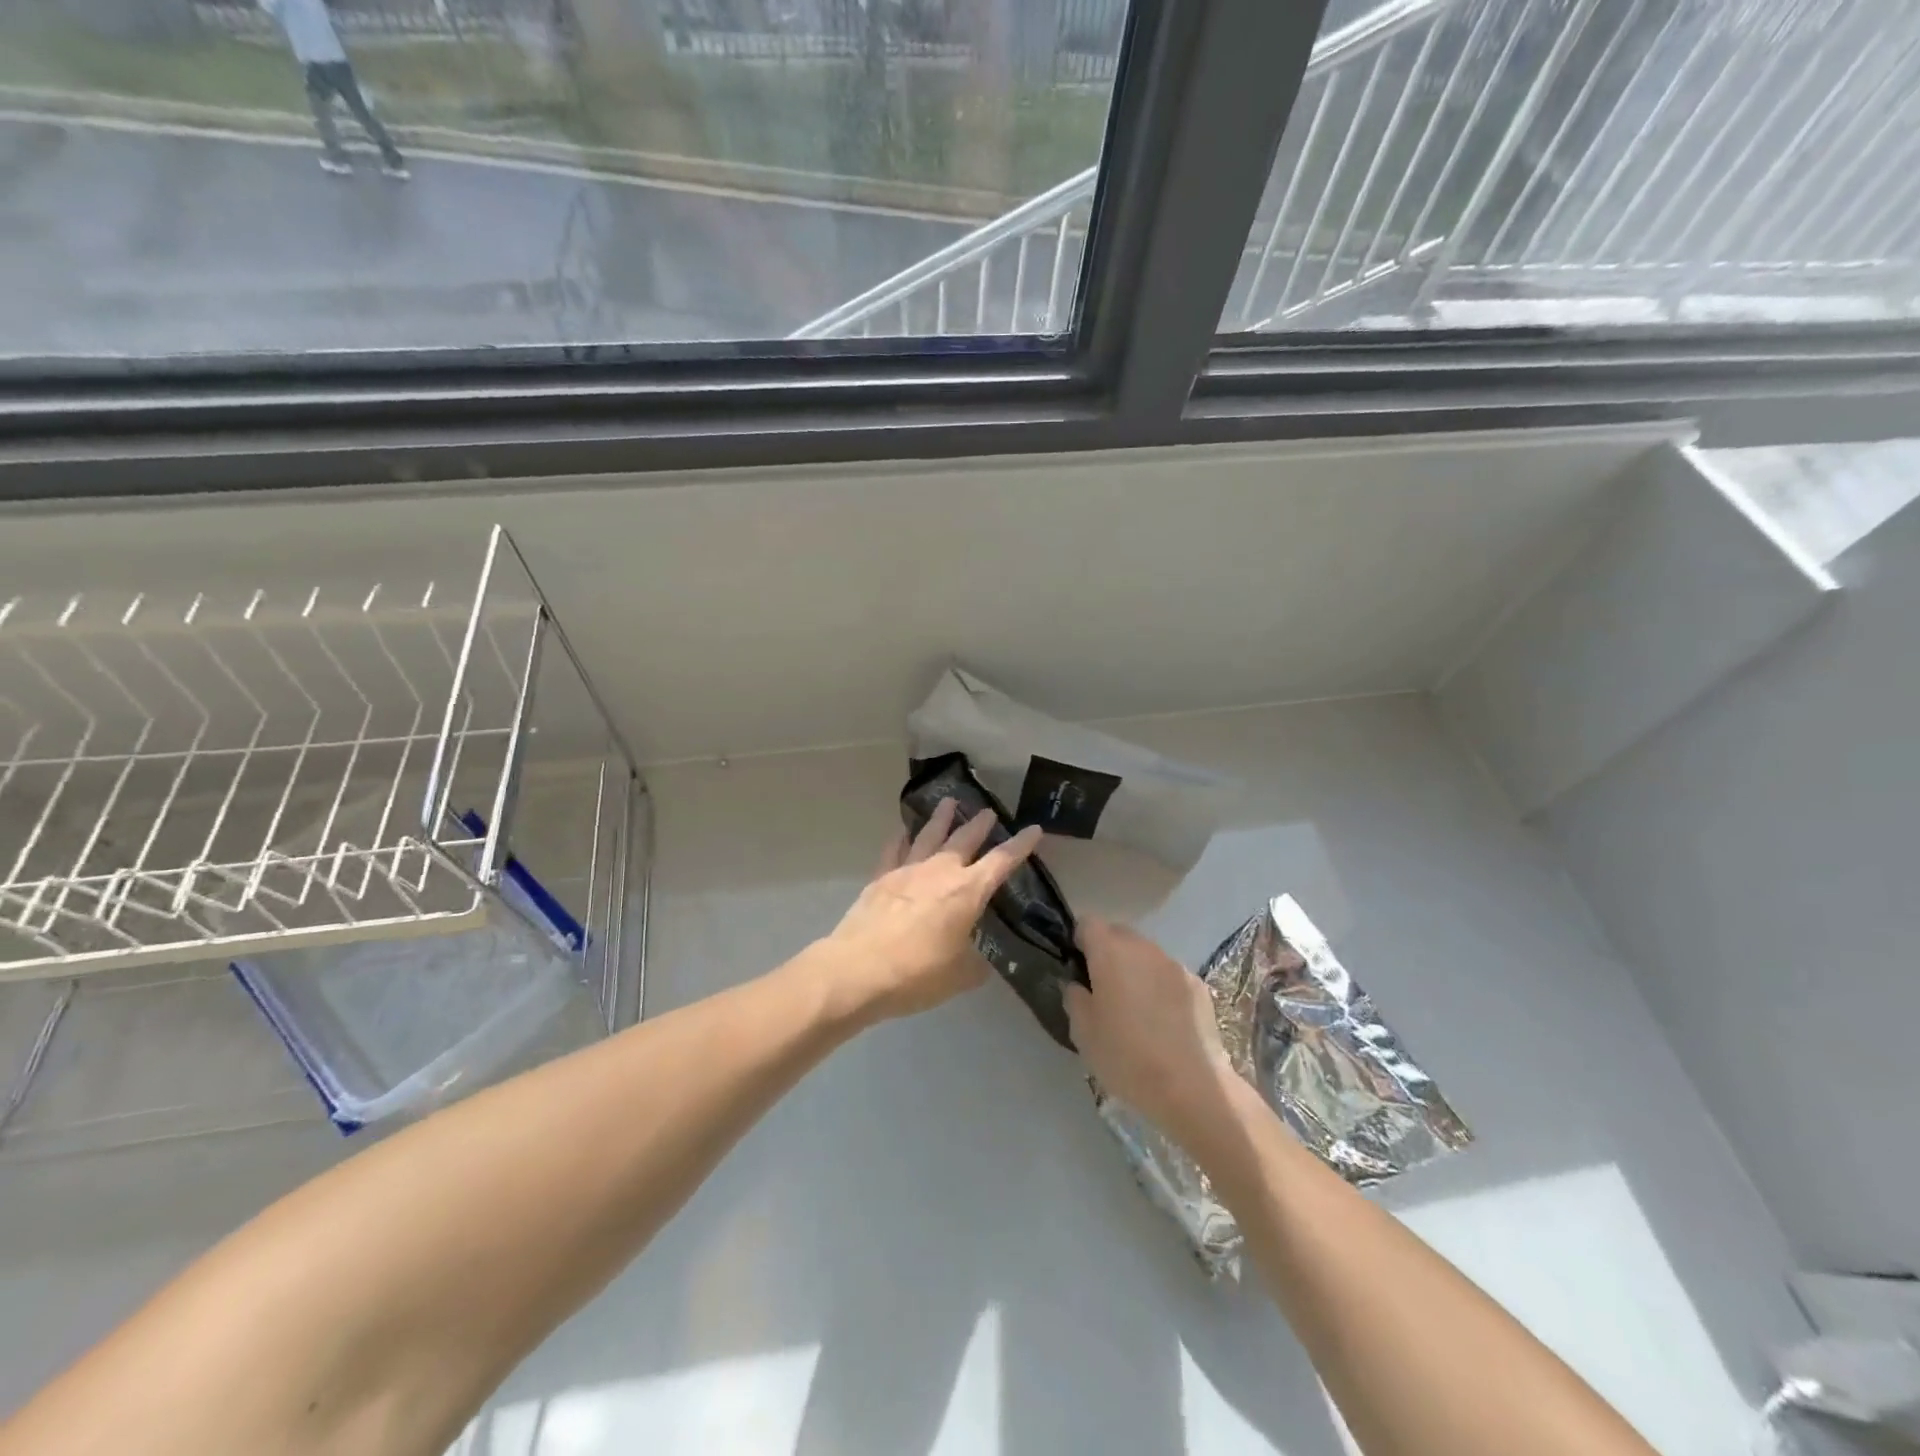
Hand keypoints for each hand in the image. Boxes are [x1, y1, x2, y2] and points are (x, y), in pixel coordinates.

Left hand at [818, 798, 1043, 1024]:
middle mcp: (940, 871)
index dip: (1020, 845)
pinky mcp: (880, 878)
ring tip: (949, 802)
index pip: (1001, 862)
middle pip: (964, 839)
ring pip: (929, 835)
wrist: (858, 971)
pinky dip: (901, 838)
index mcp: (967, 892)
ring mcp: (907, 870)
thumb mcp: (960, 976)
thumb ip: (975, 964)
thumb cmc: (918, 974)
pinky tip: (902, 831)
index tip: (1034, 829)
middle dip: (979, 824)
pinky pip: (894, 850)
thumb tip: (980, 960)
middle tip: (989, 810)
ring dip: (941, 818)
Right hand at [1065, 918, 1237, 1147]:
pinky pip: (1170, 974)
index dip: (1080, 940)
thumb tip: (1077, 984)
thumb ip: (1074, 999)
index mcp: (1110, 952)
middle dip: (1108, 952)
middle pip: (1119, 934)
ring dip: (1136, 969)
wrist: (1192, 1087)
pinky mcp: (1198, 985)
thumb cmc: (1127, 1058)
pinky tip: (1164, 1021)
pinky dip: (1161, 986)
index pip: (1088, 923)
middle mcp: (1143, 948)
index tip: (1078, 967)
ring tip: (1136, 1007)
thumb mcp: (1083, 1033)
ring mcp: (1174, 965)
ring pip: (1146, 954)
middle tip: (1104, 988)